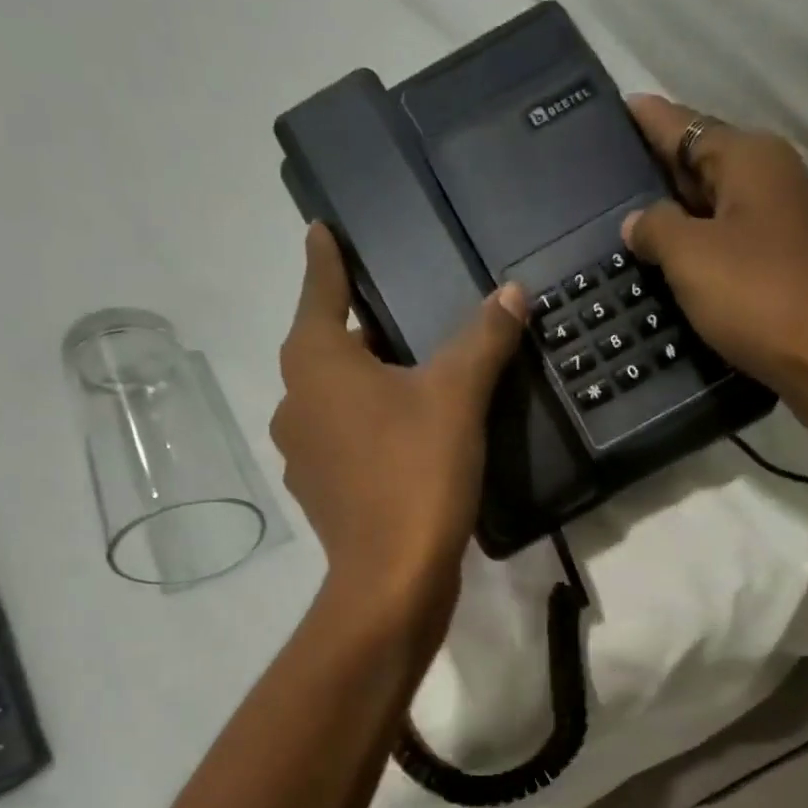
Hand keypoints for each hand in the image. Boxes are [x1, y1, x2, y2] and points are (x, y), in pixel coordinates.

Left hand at [271, 224, 524, 616]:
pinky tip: (404, 440)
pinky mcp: (320, 492)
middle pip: (327, 347)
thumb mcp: (458, 396)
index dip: (326, 258)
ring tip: (411, 380)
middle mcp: (295, 401)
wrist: (392, 577)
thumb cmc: (417, 471)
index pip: (320, 288)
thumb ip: (483, 339)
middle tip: (402, 317)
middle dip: (361, 330)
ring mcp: (301, 452)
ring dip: (365, 385)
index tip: (321, 230)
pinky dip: (368, 429)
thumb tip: (512, 292)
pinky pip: (343, 441)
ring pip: (335, 399)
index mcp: (316, 361)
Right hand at [624, 95, 807, 456]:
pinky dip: (702, 250)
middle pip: (705, 163)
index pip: (687, 126)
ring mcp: (786, 225)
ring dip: (680, 216)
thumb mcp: (693, 258)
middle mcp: (773, 179)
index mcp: (750, 160)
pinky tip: (674, 268)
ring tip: (633, 225)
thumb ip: (657, 229)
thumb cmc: (759, 296)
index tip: (622, 107)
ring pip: (719, 208)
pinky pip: (732, 245)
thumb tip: (637, 220)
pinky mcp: (789, 267)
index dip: (651, 120)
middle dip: (661, 169)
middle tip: (612, 175)